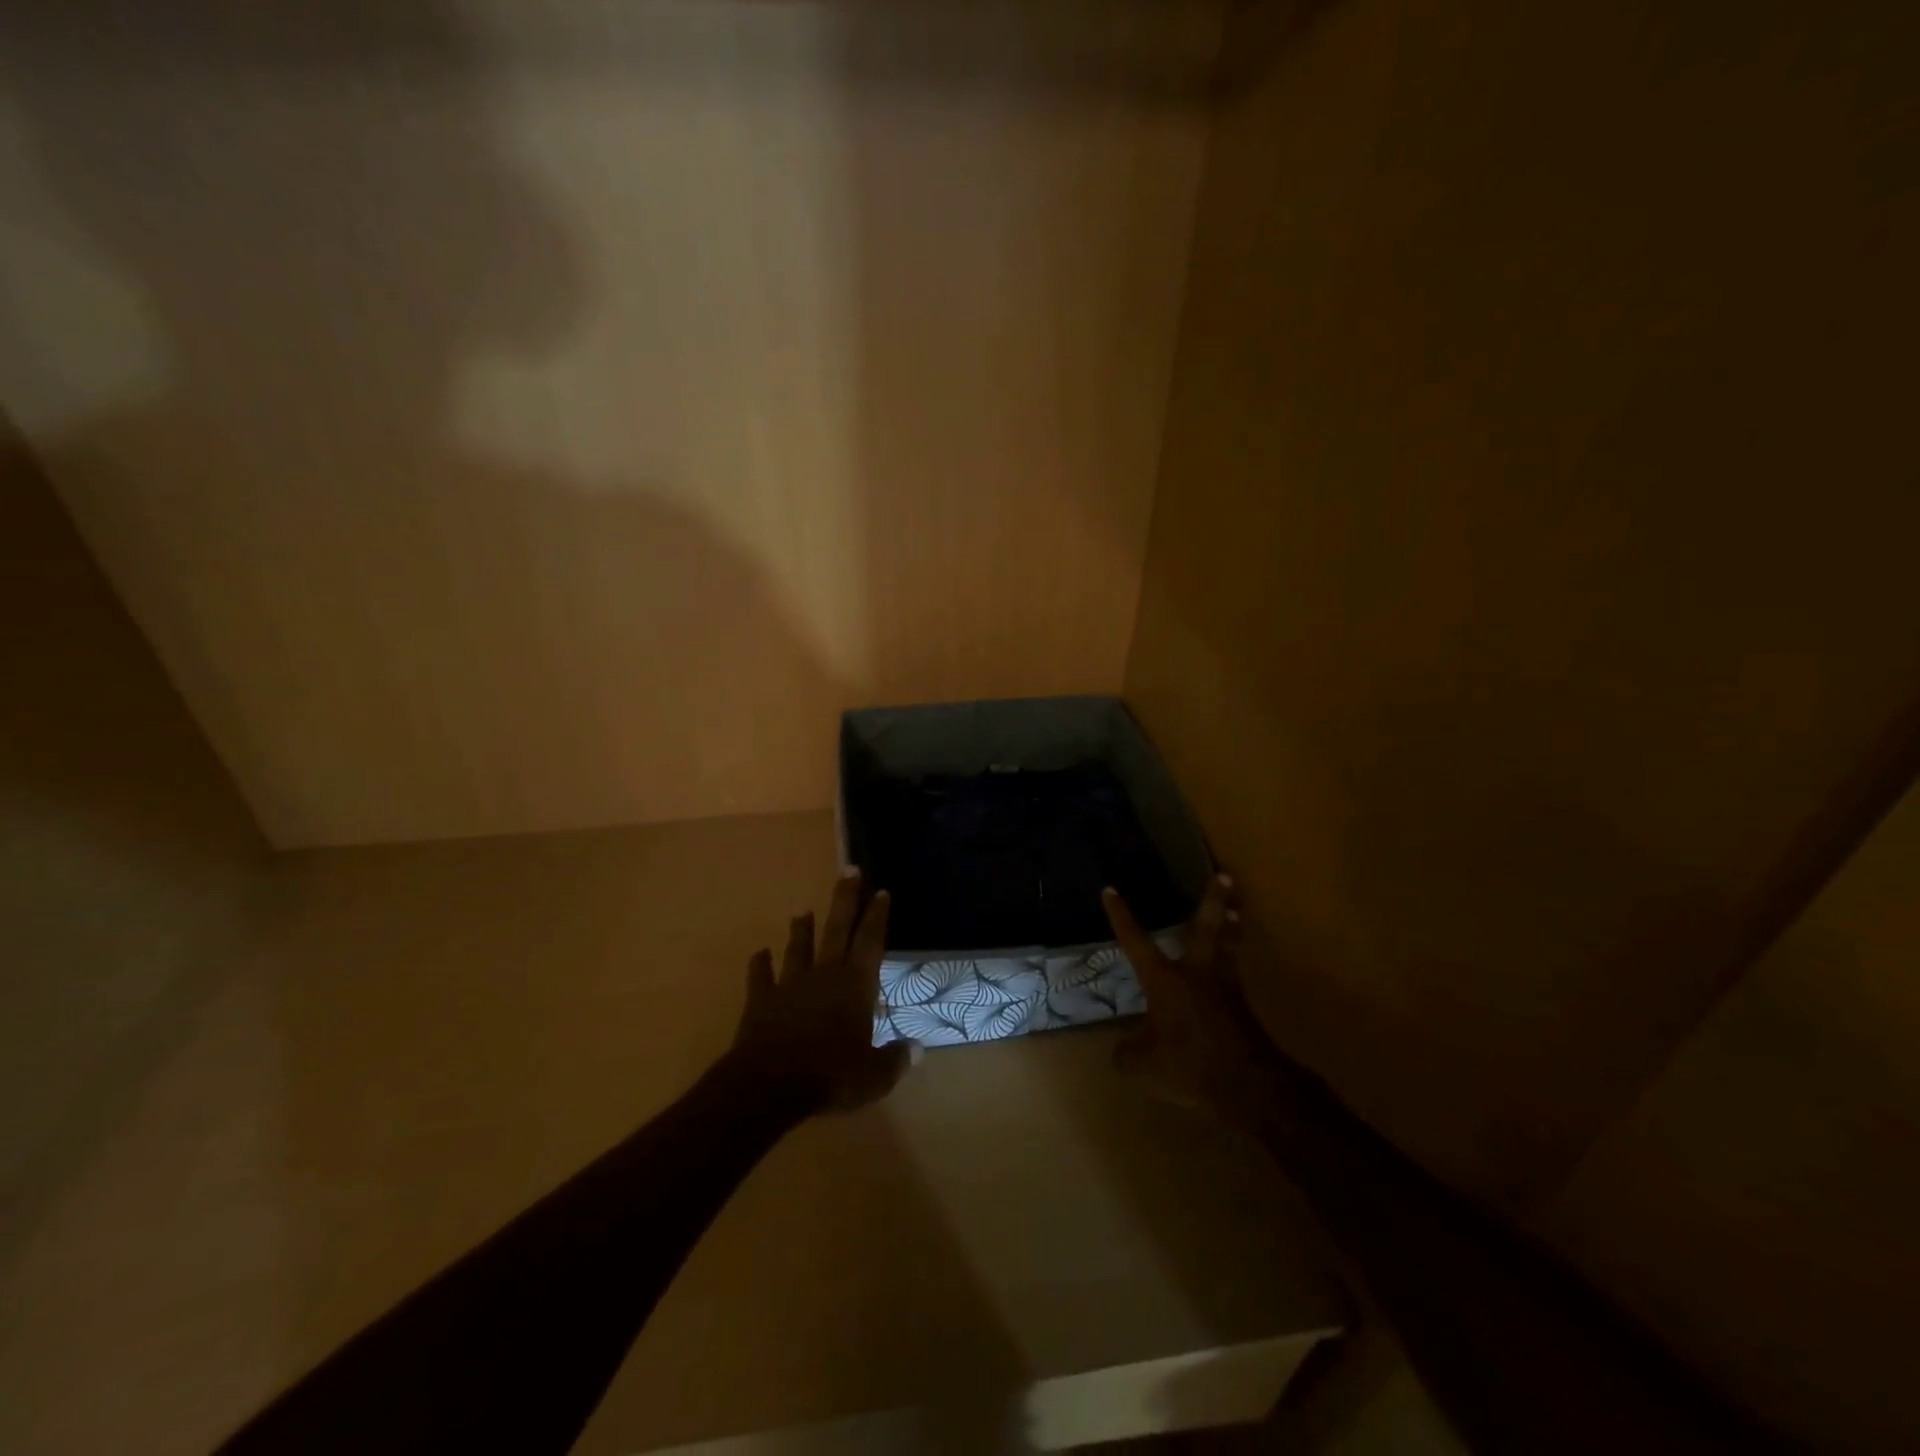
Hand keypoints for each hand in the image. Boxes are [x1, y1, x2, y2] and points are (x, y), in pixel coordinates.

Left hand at [730, 868, 913, 1114]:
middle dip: (845, 899)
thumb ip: (895, 1060)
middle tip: (850, 869)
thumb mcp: (874, 1076)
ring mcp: (790, 985)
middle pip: (837, 929)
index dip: (877, 916)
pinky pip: (760, 976)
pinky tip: (759, 954)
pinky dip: (760, 964)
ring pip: (798, 948)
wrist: (769, 1084)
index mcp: (855, 986)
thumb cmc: (830, 1076)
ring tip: (802, 912)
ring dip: (801, 929)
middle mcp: (824, 975)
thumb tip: (918, 1050)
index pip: (870, 942)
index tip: (881, 891)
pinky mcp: (761, 1000)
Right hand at [1103, 874, 1280, 1127]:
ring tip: (1237, 909)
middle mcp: (1196, 974)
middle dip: (1214, 901)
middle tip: (1225, 875)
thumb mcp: (1143, 1066)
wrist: (1248, 1086)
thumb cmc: (1190, 1066)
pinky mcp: (1244, 1009)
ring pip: (1229, 948)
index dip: (1121, 917)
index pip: (1136, 942)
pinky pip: (1235, 977)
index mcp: (1165, 980)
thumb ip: (1127, 1053)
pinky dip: (1234, 966)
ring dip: (1233, 926)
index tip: (1111, 890)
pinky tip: (1232, 970)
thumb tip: (1122, 1048)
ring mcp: (1225, 989)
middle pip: (1207, 929)